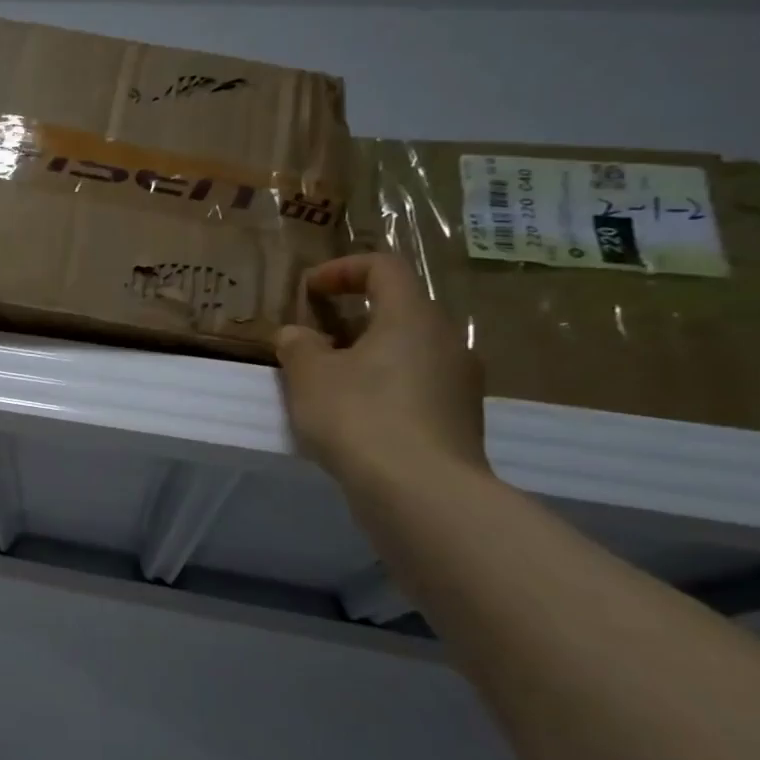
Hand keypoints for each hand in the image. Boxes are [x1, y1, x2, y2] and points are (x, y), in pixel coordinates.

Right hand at [275, 253, 487, 486]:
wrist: (421, 492)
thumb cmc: (359, 416)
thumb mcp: (309, 376)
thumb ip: (299, 346)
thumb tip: (298, 334)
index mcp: (412, 316)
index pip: (384, 267)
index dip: (342, 269)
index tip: (309, 290)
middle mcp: (447, 340)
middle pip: (399, 311)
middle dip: (353, 318)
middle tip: (315, 340)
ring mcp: (461, 383)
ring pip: (409, 351)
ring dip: (368, 356)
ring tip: (330, 383)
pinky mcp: (460, 420)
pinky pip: (418, 387)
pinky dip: (385, 388)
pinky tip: (356, 418)